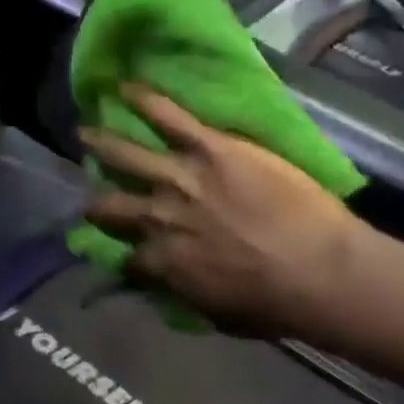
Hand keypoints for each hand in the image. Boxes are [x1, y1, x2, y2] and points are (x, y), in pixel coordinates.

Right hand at [82, 84, 362, 337]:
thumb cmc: (276, 304)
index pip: (127, 257)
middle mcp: (160, 218)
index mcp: (164, 262)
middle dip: (96, 201)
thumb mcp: (218, 316)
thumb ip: (185, 294)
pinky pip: (170, 118)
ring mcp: (182, 178)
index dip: (121, 253)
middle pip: (112, 206)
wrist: (318, 271)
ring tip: (84, 132)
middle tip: (88, 194)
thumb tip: (168, 285)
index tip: (119, 248)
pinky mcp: (211, 148)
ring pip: (129, 155)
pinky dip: (146, 100)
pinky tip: (127, 87)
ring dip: (102, 143)